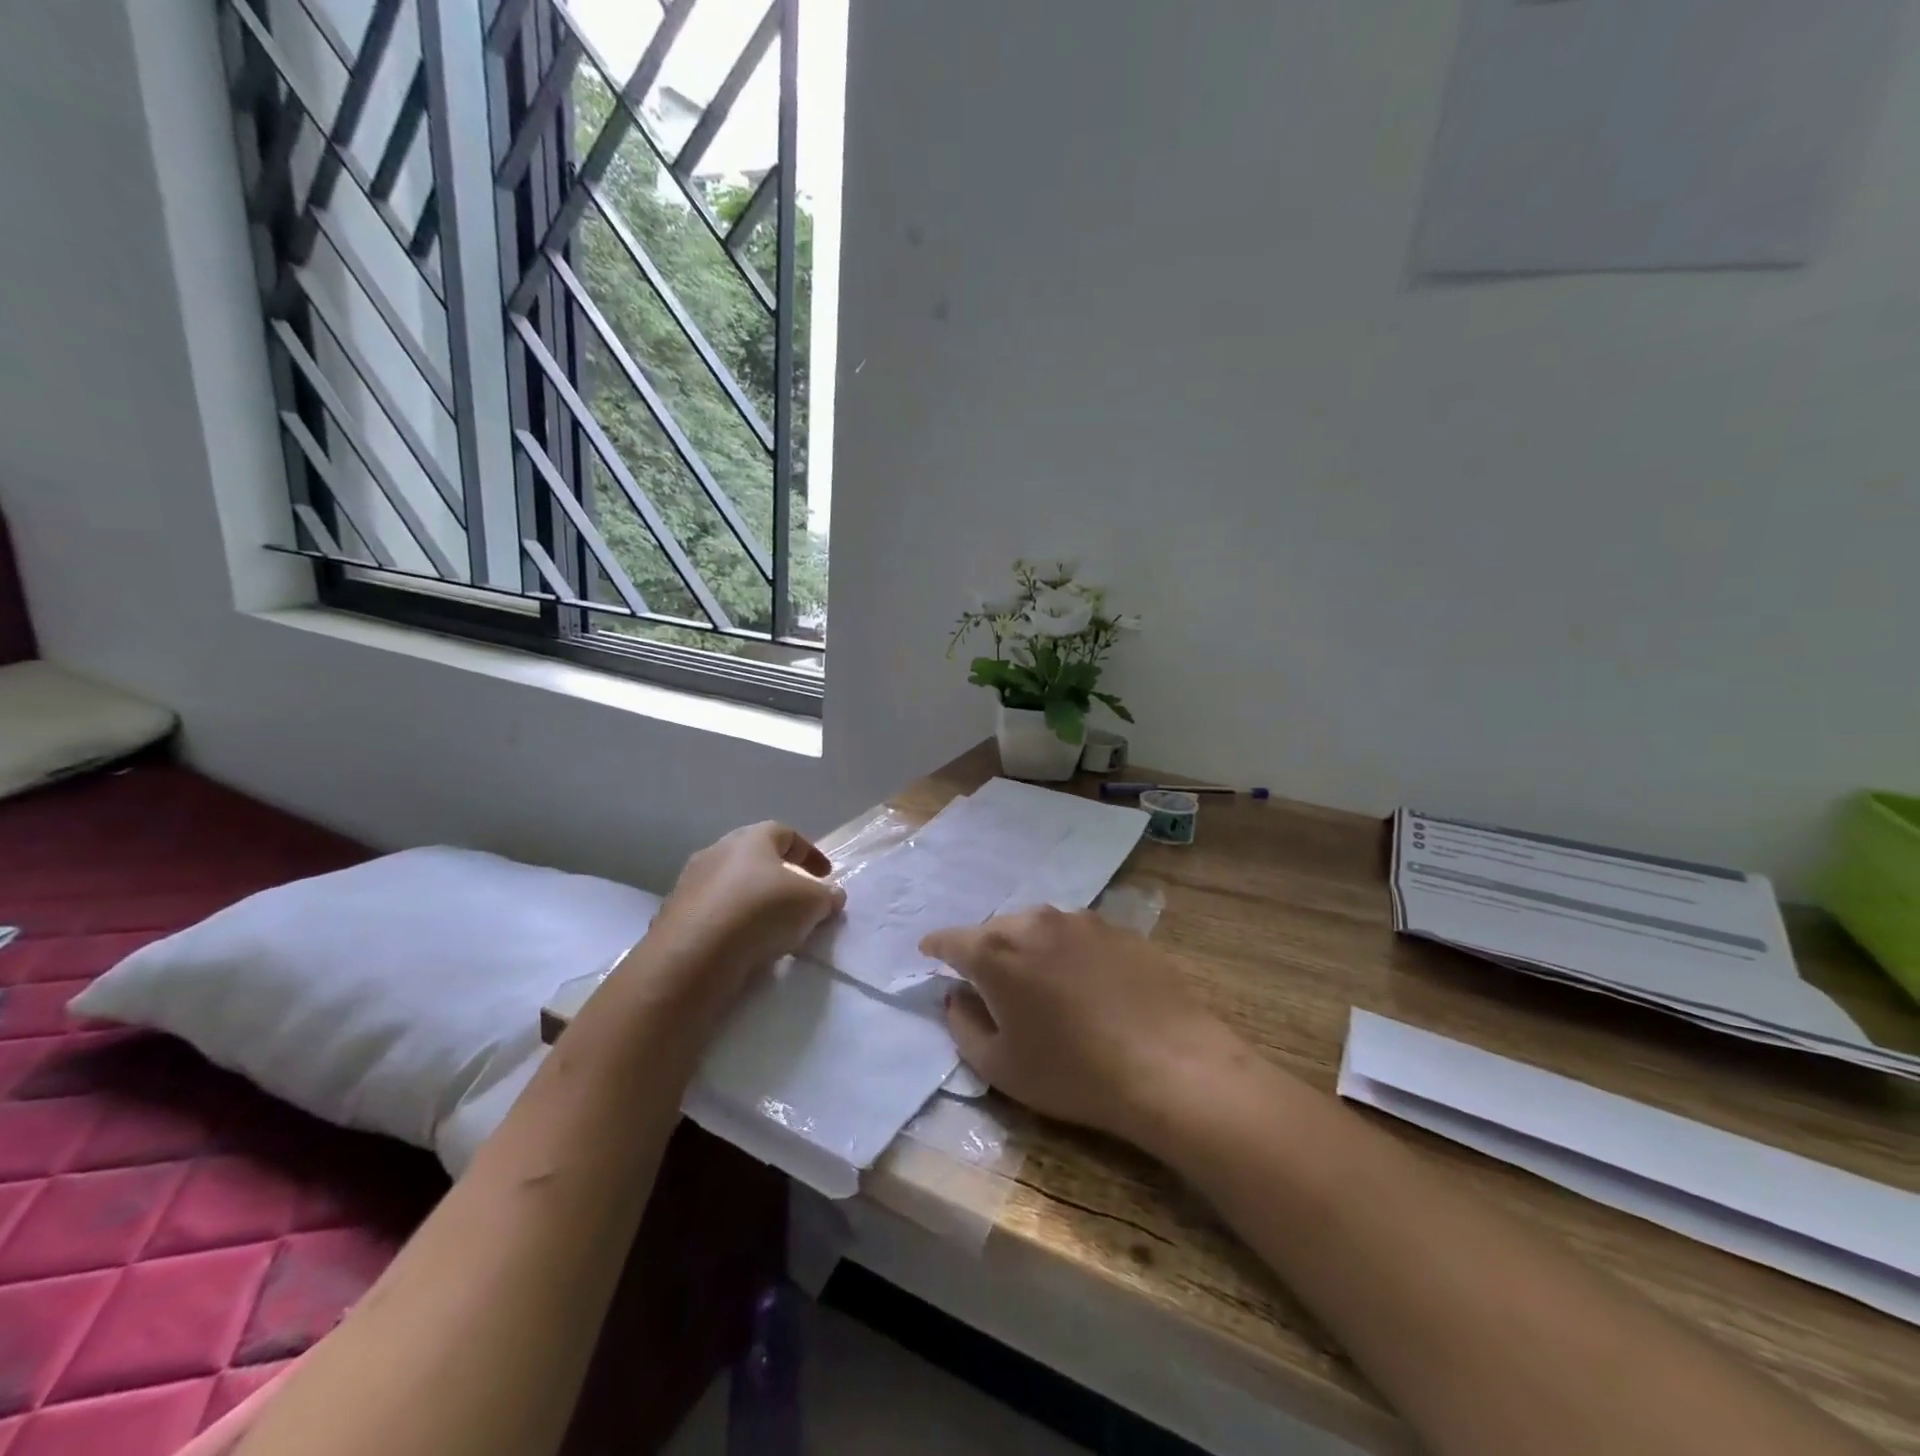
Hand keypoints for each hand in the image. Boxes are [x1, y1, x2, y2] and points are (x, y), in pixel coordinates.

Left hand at [639, 821, 844, 1018]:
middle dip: (777, 875)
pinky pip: (710, 914)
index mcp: (751, 838)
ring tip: (768, 927)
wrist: (695, 954)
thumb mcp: (812, 903)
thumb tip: (832, 895)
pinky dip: (728, 924)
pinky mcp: (672, 916)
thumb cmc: (762, 911)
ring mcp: (689, 883)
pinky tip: (740, 945)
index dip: (809, 853)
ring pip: (728, 886)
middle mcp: (716, 851)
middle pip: (753, 857)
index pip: (786, 833)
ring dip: (750, 900)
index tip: (825, 876)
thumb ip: (827, 896)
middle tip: (795, 898)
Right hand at [919, 907, 1242, 1143]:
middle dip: (985, 951)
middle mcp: (1034, 922)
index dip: (936, 948)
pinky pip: (1076, 935)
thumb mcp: (1000, 1066)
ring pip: (1038, 927)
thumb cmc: (1072, 1072)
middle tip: (990, 984)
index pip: (952, 939)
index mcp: (996, 952)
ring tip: (1039, 983)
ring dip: (1028, 948)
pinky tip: (1084, 984)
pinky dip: (1066, 952)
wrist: (1169, 1064)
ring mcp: (1081, 921)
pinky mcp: (1119, 929)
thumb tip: (957, 996)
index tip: (929, 954)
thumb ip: (963, 1025)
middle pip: (996, 930)